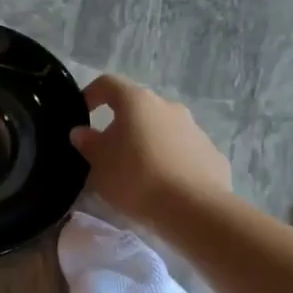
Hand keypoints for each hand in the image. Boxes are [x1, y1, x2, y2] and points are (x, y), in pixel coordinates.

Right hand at [68, 74, 231, 225]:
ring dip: (147, 143)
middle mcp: (168, 106)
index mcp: (137, 102)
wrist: (193, 208)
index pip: (108, 84)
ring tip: (137, 173)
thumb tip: (82, 132)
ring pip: (162, 129)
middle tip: (109, 153)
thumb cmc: (136, 179)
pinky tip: (164, 186)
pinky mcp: (210, 152)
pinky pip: (182, 151)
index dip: (91, 94)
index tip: (82, 114)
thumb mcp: (99, 165)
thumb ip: (88, 144)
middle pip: (138, 108)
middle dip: (121, 125)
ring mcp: (194, 128)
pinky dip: (169, 161)